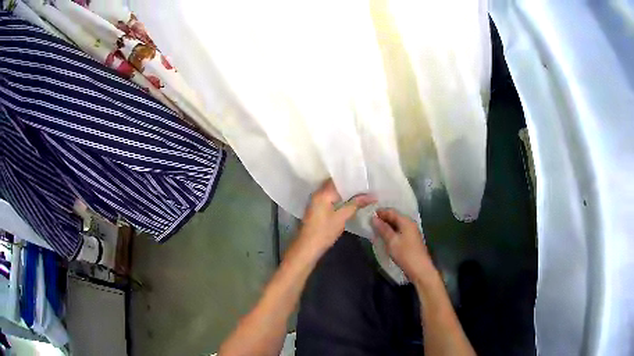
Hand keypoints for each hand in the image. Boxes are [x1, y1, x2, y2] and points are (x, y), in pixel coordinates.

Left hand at [298, 179, 375, 255]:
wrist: (307, 248)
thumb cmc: (324, 232)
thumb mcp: (342, 218)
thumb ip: (356, 204)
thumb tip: (372, 196)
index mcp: (322, 193)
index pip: (338, 179)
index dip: (352, 179)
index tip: (365, 179)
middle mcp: (317, 193)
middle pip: (335, 185)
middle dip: (349, 186)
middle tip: (365, 186)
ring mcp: (315, 201)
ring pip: (332, 192)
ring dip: (344, 193)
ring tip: (360, 193)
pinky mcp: (316, 209)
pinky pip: (329, 199)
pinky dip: (339, 199)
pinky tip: (349, 202)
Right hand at [372, 209, 436, 284]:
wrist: (419, 269)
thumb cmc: (405, 254)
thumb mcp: (391, 241)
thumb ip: (383, 229)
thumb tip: (374, 218)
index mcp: (406, 221)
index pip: (391, 211)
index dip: (380, 212)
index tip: (368, 214)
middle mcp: (410, 224)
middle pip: (395, 217)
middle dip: (383, 219)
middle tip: (370, 222)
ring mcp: (411, 232)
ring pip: (397, 225)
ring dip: (386, 226)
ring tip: (375, 229)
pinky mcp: (411, 240)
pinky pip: (399, 231)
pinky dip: (391, 232)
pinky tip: (384, 237)